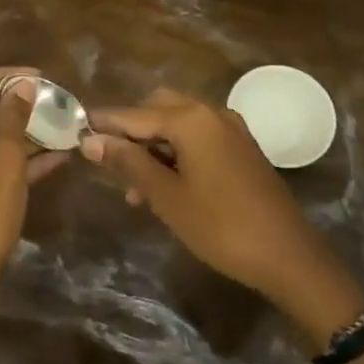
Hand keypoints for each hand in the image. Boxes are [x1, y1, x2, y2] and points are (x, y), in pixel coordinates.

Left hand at [0, 66, 68, 318]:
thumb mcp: (6, 161)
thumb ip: (14, 117)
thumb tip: (22, 87)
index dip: (15, 77)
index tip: (47, 78)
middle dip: (19, 109)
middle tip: (56, 108)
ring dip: (17, 134)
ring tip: (59, 131)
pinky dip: (4, 157)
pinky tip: (48, 158)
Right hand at [83, 88, 363, 340]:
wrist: (288, 255)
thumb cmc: (221, 226)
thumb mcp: (167, 196)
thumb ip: (128, 163)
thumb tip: (91, 140)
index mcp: (191, 119)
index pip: (134, 114)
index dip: (104, 124)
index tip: (75, 130)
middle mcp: (211, 112)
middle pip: (157, 108)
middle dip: (131, 132)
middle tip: (109, 164)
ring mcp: (230, 129)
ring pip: (178, 124)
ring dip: (153, 146)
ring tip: (135, 189)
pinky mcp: (241, 148)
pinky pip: (198, 138)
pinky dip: (176, 152)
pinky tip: (165, 185)